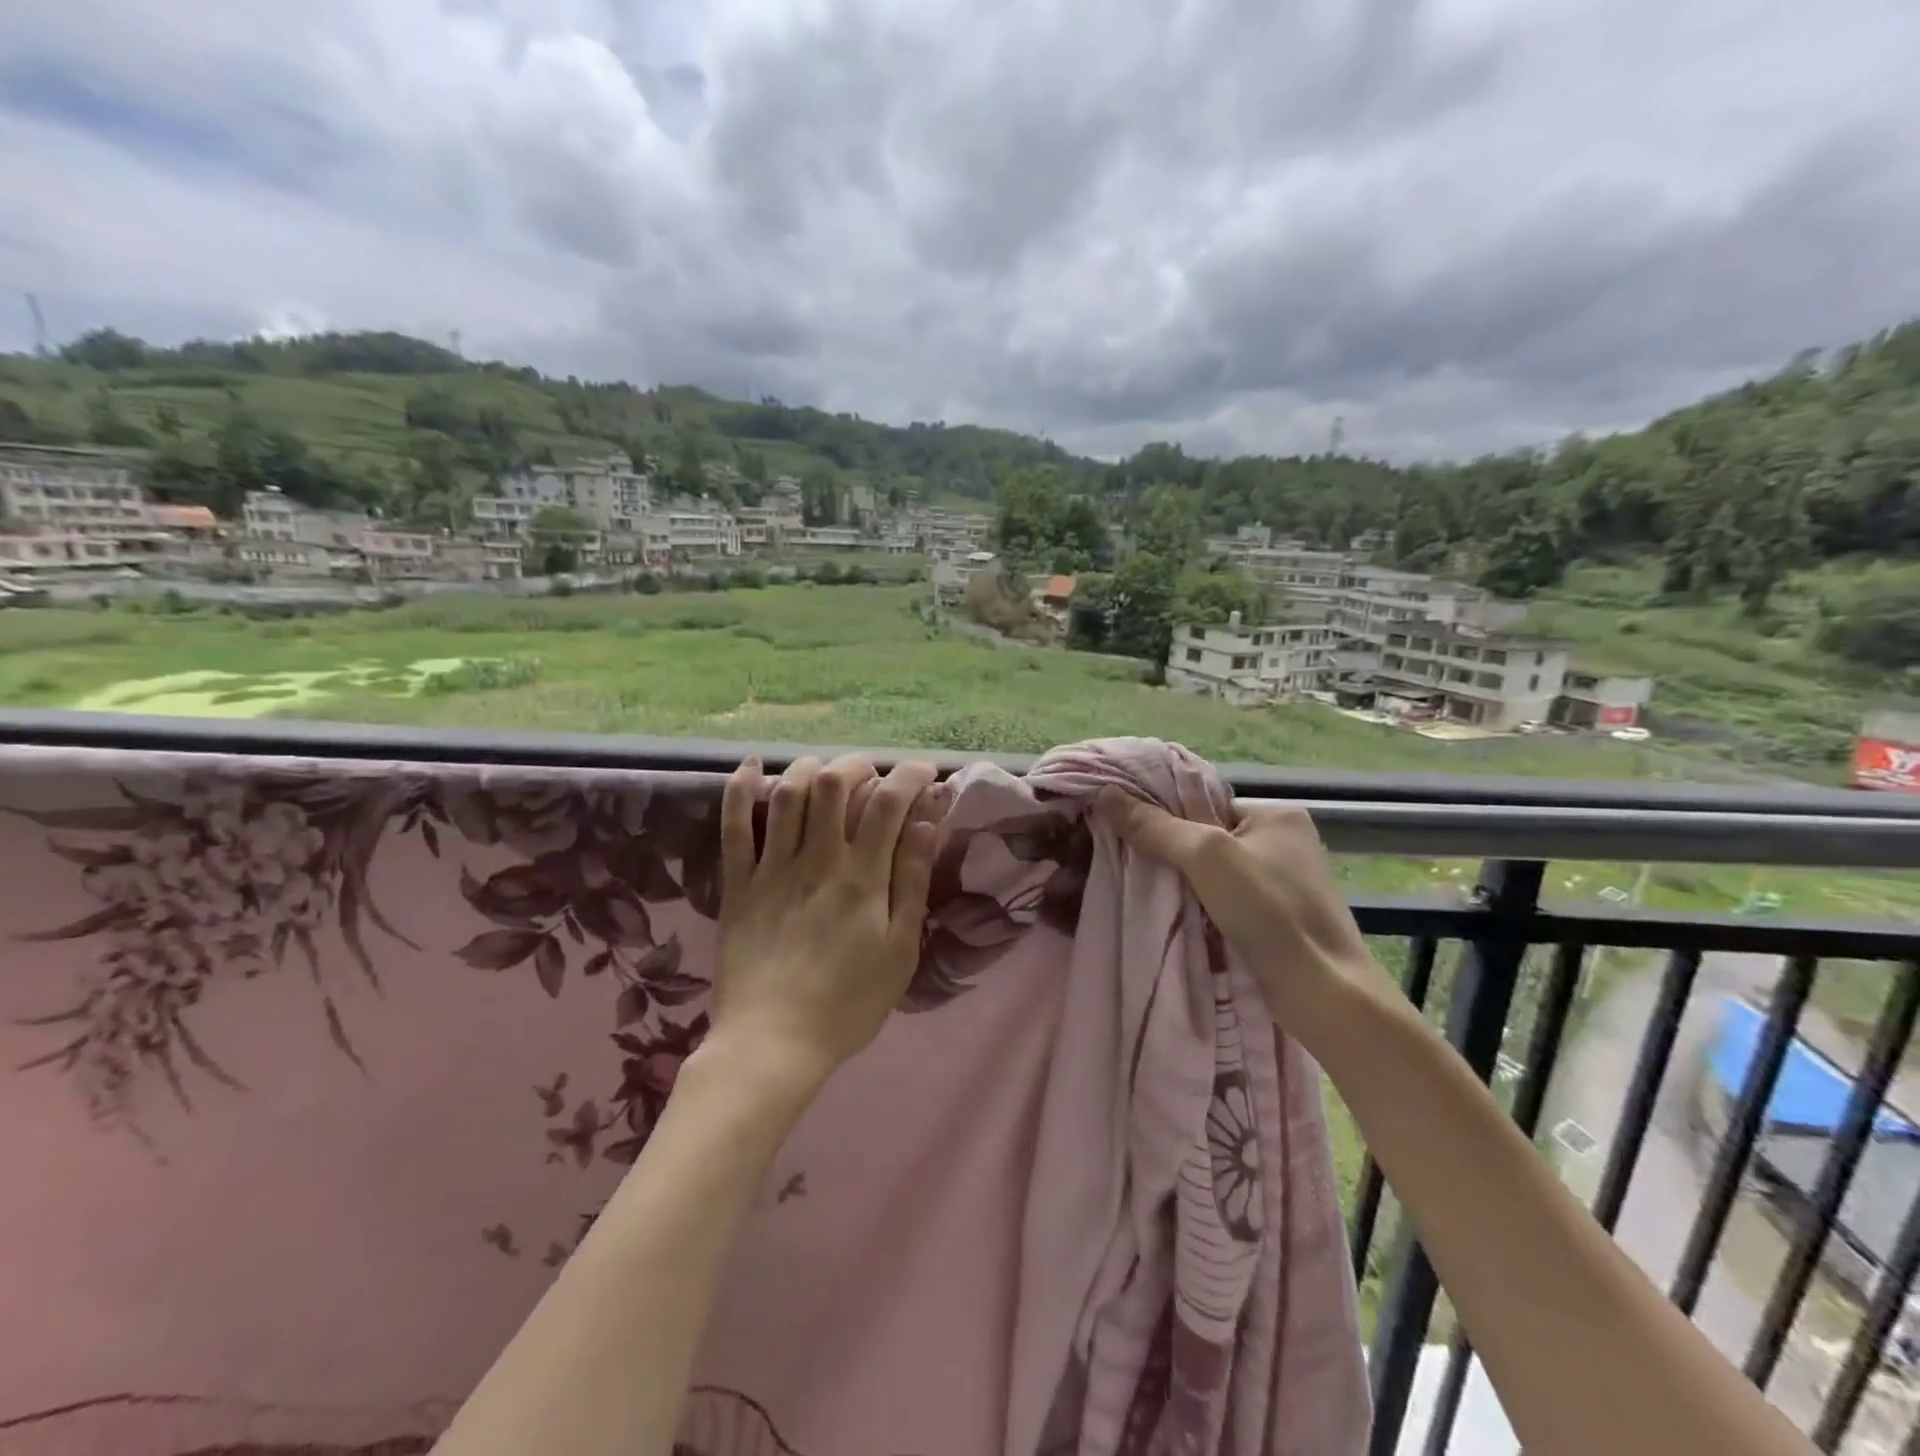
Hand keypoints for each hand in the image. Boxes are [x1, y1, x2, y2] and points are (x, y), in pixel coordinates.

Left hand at [710, 755, 944, 1088]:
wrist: (773, 1044)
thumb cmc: (848, 1003)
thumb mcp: (900, 950)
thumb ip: (912, 881)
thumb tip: (926, 823)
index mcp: (862, 878)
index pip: (888, 803)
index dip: (910, 776)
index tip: (925, 774)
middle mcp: (817, 860)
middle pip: (834, 783)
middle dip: (858, 765)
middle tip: (873, 776)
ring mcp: (772, 869)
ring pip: (788, 794)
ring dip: (810, 768)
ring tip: (826, 773)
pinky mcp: (738, 884)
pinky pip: (734, 826)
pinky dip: (741, 790)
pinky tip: (752, 767)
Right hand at [1094, 789, 1384, 1028]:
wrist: (1324, 993)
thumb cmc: (1271, 911)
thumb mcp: (1206, 856)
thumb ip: (1155, 826)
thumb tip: (1105, 793)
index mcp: (1276, 814)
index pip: (1205, 802)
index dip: (1165, 815)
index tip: (1125, 830)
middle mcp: (1284, 842)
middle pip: (1207, 837)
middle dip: (1171, 852)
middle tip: (1128, 862)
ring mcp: (1284, 883)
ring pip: (1214, 873)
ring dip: (1183, 884)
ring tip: (1143, 890)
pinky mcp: (1279, 919)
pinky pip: (1225, 901)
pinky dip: (1201, 907)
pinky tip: (1174, 916)